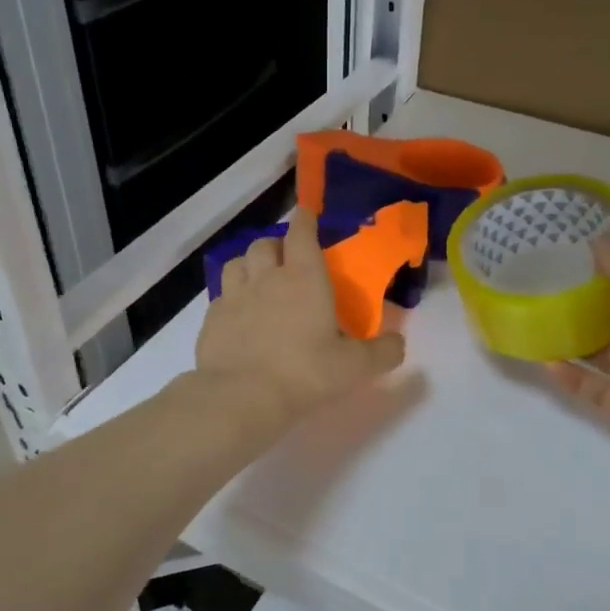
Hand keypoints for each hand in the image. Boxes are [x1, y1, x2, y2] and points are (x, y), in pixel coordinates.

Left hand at [195, 208, 405, 427]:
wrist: (241, 397)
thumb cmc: (304, 373)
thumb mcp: (354, 368)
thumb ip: (382, 352)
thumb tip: (398, 343)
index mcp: (303, 278)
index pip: (302, 232)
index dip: (305, 219)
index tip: (308, 214)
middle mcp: (266, 277)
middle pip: (265, 244)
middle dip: (277, 244)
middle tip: (287, 260)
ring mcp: (234, 296)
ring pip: (237, 263)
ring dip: (249, 264)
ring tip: (258, 280)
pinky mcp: (211, 319)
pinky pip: (220, 296)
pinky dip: (230, 297)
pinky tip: (238, 315)